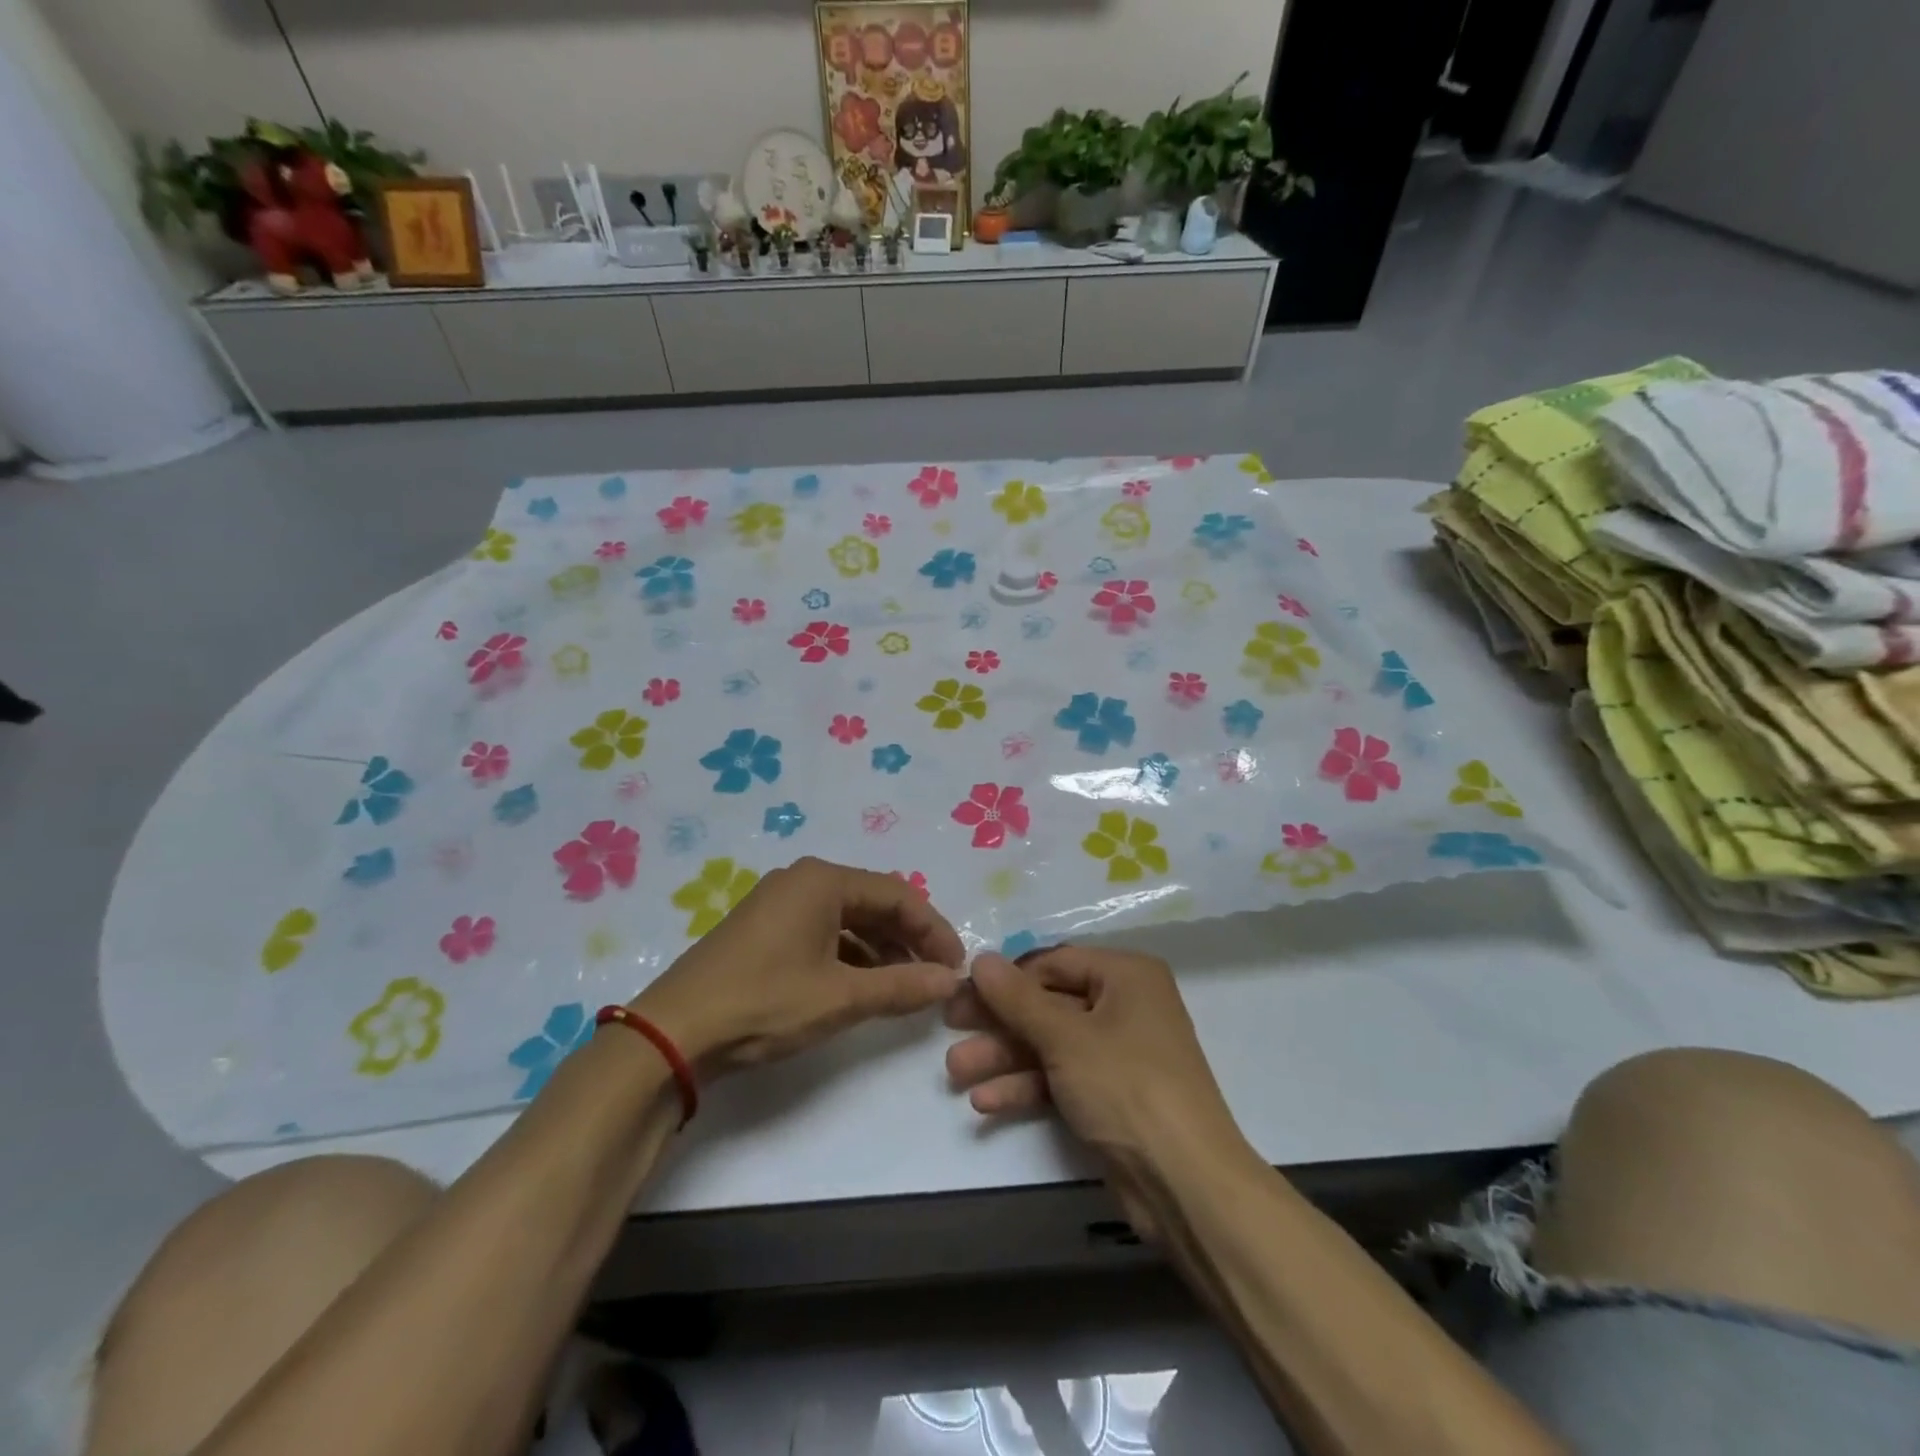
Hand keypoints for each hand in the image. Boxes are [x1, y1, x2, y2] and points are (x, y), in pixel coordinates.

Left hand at [635, 856, 964, 1078]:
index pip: (898, 894)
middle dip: (908, 939)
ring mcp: (779, 904)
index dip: (933, 929)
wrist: (674, 1032)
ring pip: (848, 920)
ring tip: (905, 987)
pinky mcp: (764, 930)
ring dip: (881, 950)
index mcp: (823, 880)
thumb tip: (951, 981)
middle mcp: (802, 881)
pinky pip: (823, 933)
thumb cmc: (764, 1002)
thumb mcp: (840, 997)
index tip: (956, 965)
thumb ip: (901, 986)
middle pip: (873, 903)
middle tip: (935, 976)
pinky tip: (863, 986)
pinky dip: (850, 957)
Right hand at [946, 947, 1241, 1163]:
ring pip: (1050, 1044)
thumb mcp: (1066, 1037)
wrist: (1186, 1185)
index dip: (1007, 977)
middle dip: (999, 1022)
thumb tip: (981, 959)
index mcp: (1126, 976)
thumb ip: (1018, 999)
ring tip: (955, 1072)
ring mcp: (1118, 1054)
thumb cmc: (1127, 1087)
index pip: (1054, 962)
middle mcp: (1125, 1006)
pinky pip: (1061, 1078)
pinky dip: (1027, 1086)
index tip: (963, 992)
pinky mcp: (1111, 1096)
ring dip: (1004, 1057)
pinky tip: (986, 1102)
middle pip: (1049, 1004)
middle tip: (950, 1027)